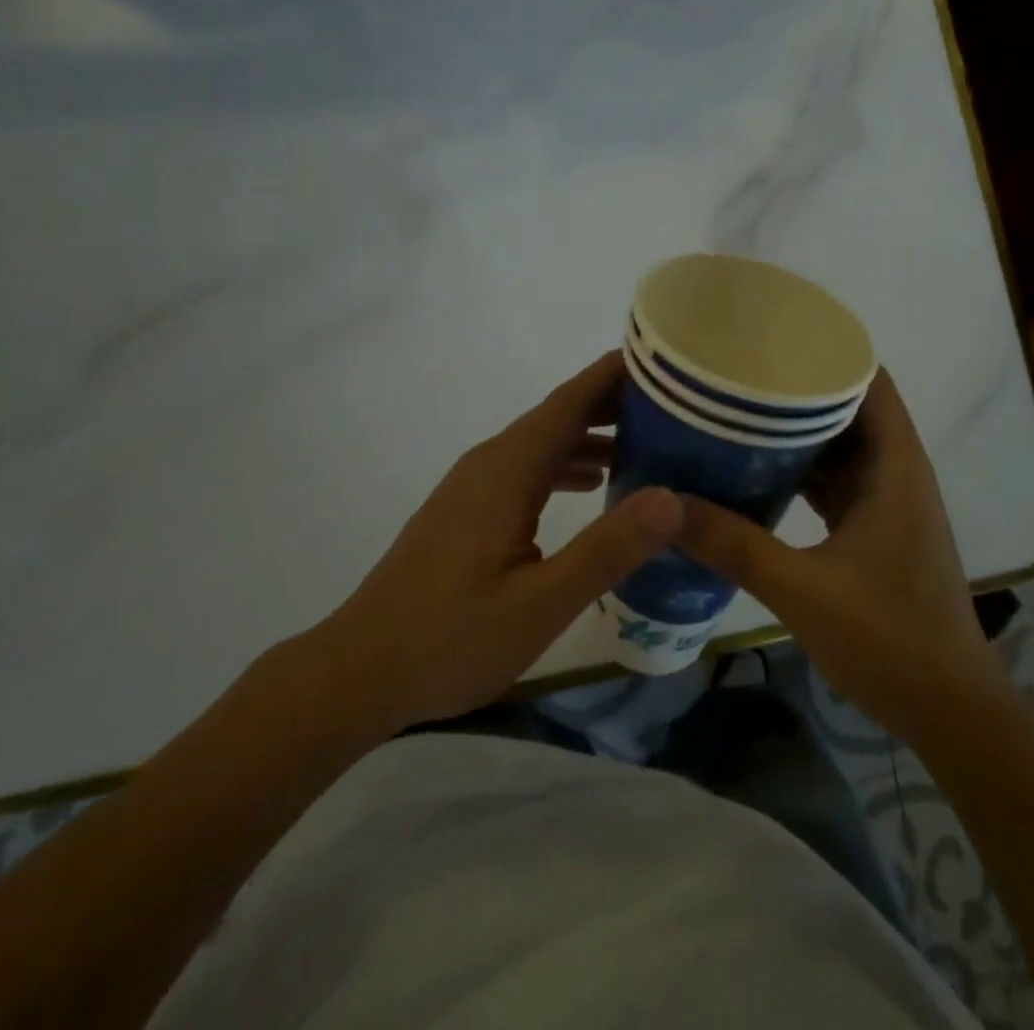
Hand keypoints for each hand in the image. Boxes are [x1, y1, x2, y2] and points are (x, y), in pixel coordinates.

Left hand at [303, 352, 680, 737]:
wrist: (359, 671)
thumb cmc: (451, 638)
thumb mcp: (542, 602)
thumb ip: (607, 549)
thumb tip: (672, 498)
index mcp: (508, 470)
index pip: (570, 401)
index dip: (615, 375)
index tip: (664, 361)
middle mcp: (490, 463)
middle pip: (558, 414)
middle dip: (613, 402)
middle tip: (674, 405)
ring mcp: (473, 485)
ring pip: (542, 441)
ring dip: (591, 433)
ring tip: (647, 442)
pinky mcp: (466, 509)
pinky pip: (526, 466)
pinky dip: (565, 463)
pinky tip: (591, 485)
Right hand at [676, 369, 1003, 742]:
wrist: (951, 713)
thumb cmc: (891, 640)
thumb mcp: (802, 589)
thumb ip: (734, 545)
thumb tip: (666, 505)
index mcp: (894, 466)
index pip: (868, 379)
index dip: (827, 351)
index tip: (772, 337)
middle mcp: (896, 472)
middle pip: (849, 407)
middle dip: (797, 389)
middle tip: (736, 376)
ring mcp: (888, 502)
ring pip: (840, 446)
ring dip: (798, 432)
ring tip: (737, 413)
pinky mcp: (877, 529)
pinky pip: (837, 481)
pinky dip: (803, 471)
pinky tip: (758, 472)